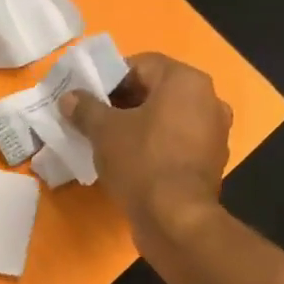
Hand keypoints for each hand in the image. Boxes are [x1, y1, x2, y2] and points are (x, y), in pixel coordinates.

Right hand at [61, 52, 230, 249]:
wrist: (175, 219)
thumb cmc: (141, 163)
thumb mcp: (104, 132)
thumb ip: (86, 109)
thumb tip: (69, 98)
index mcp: (185, 81)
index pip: (142, 64)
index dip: (110, 78)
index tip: (88, 97)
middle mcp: (208, 100)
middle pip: (157, 92)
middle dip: (123, 104)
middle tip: (94, 120)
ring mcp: (213, 133)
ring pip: (168, 120)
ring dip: (140, 127)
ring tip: (110, 144)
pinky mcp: (210, 163)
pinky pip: (177, 145)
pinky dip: (155, 148)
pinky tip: (132, 165)